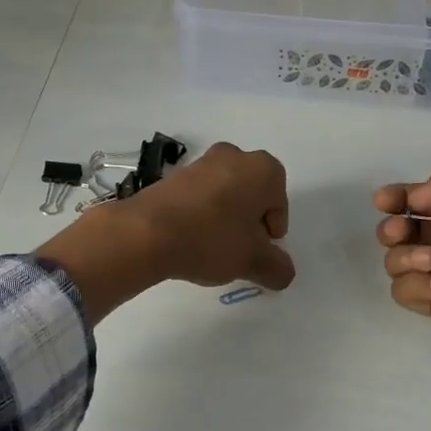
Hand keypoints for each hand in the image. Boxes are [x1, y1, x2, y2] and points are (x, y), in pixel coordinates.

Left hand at [37, 142, 293, 320]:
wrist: (146, 233)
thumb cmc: (211, 240)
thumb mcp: (252, 261)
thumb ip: (277, 268)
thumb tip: (284, 273)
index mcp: (262, 169)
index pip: (279, 202)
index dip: (272, 231)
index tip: (258, 251)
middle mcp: (234, 156)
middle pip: (252, 195)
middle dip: (249, 222)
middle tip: (239, 250)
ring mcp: (200, 162)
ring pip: (225, 194)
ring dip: (224, 219)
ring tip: (212, 248)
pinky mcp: (173, 175)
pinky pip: (199, 196)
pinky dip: (201, 215)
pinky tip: (191, 239)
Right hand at [373, 152, 430, 369]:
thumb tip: (416, 202)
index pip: (419, 197)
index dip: (396, 196)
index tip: (387, 201)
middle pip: (399, 229)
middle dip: (392, 227)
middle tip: (403, 232)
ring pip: (396, 260)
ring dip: (404, 257)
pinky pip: (405, 292)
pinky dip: (417, 287)